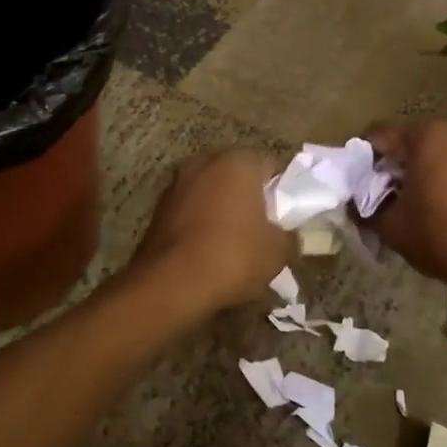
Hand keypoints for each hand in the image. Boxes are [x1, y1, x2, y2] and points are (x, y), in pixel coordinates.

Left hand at [129, 150, 292, 316]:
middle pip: (236, 177)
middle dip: (248, 198)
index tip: (283, 218)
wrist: (171, 284)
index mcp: (236, 162)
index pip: (269, 167)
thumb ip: (289, 237)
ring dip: (221, 211)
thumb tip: (288, 236)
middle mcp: (203, 163)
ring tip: (232, 245)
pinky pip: (189, 211)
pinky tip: (206, 252)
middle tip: (260, 230)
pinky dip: (199, 224)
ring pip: (210, 193)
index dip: (280, 193)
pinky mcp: (157, 208)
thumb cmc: (233, 256)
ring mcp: (175, 184)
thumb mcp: (278, 252)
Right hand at [367, 120, 446, 289]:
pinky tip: (442, 210)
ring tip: (413, 207)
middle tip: (383, 198)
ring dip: (422, 174)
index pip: (381, 136)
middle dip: (395, 167)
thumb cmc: (442, 235)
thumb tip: (355, 205)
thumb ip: (366, 209)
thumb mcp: (391, 226)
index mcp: (427, 134)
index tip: (358, 186)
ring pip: (439, 155)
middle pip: (412, 143)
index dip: (364, 161)